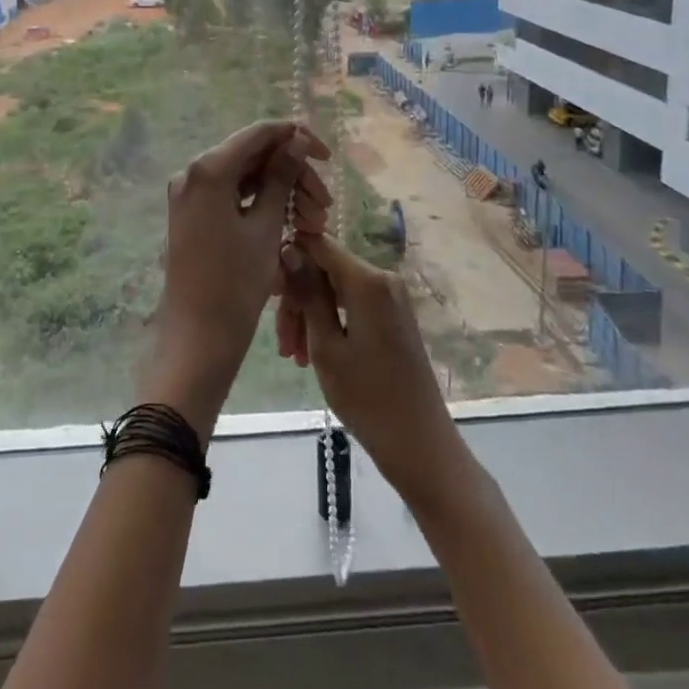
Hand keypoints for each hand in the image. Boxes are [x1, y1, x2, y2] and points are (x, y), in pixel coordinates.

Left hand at [141, 121, 331, 438]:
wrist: (197, 337)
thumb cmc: (235, 283)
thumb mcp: (266, 227)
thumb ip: (281, 177)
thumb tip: (297, 140)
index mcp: (208, 169)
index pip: (259, 134)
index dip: (295, 137)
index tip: (326, 155)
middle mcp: (192, 173)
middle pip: (252, 156)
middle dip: (291, 174)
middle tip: (324, 205)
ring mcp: (189, 194)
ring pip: (244, 178)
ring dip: (279, 192)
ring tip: (312, 222)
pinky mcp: (192, 214)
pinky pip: (231, 196)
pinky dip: (259, 205)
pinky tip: (288, 224)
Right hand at [277, 231, 466, 509]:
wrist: (420, 445)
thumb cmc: (367, 398)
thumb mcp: (326, 345)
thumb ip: (307, 293)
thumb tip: (288, 249)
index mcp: (368, 280)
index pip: (318, 243)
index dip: (289, 258)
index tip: (268, 291)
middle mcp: (382, 278)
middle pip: (325, 269)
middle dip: (298, 299)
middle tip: (282, 341)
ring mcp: (390, 298)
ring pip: (334, 289)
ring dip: (309, 316)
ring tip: (294, 357)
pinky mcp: (392, 316)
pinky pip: (350, 305)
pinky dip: (329, 323)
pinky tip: (313, 354)